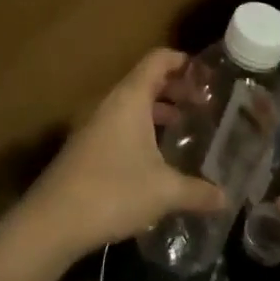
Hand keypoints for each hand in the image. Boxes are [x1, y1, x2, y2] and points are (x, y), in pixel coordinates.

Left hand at [18, 49, 227, 263]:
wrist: (53, 220)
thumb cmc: (113, 191)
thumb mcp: (164, 191)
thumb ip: (198, 191)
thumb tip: (226, 198)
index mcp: (130, 98)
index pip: (158, 60)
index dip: (182, 61)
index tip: (207, 75)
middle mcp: (111, 103)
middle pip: (146, 80)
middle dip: (175, 88)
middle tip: (203, 104)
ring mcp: (95, 124)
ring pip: (132, 104)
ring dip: (158, 110)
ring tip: (184, 126)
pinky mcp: (87, 146)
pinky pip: (120, 123)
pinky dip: (142, 128)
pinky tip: (156, 156)